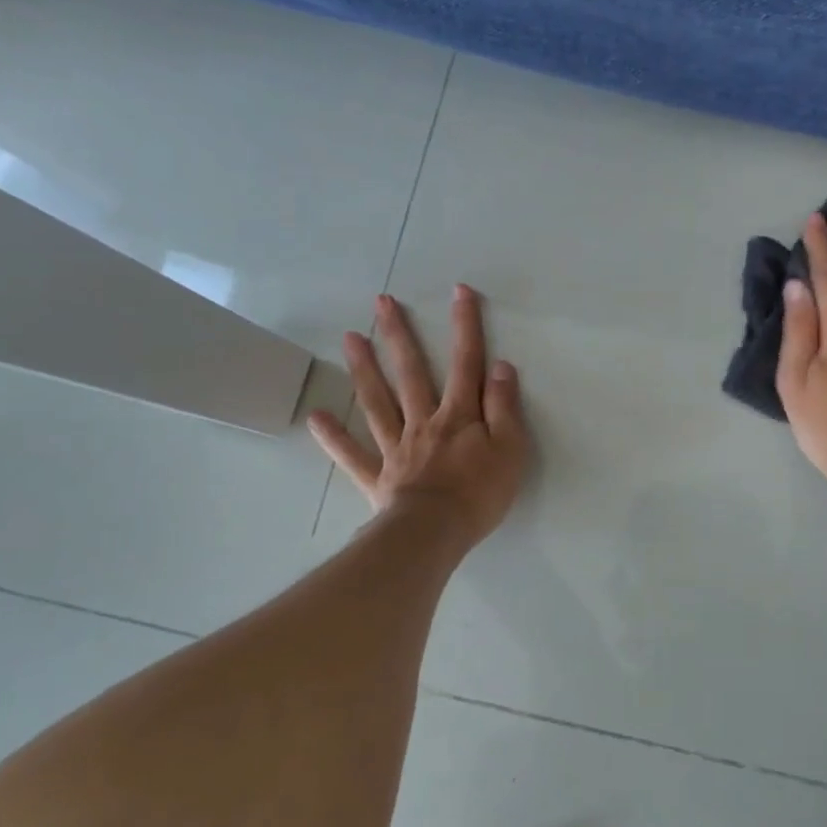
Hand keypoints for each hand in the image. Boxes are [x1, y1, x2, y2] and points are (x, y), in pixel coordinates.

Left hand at [308, 285, 528, 545]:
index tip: (459, 292)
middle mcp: (423, 422)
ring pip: (378, 402)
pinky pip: (353, 455)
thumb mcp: (510, 449)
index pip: (466, 363)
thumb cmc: (480, 493)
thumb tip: (500, 366)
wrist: (435, 534)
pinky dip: (335, 437)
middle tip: (383, 303)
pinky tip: (316, 418)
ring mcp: (396, 448)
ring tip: (351, 338)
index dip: (465, 326)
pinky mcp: (378, 477)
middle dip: (400, 336)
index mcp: (459, 416)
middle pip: (411, 373)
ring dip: (364, 369)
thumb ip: (504, 407)